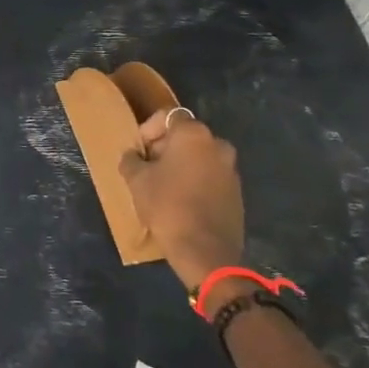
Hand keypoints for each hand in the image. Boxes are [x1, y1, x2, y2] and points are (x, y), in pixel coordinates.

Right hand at [119, 109, 245, 293]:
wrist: (205, 252)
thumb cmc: (167, 206)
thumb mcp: (136, 180)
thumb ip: (131, 160)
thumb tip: (133, 156)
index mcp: (194, 135)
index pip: (168, 116)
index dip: (149, 129)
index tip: (139, 150)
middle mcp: (218, 145)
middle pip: (186, 136)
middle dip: (165, 147)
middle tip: (147, 167)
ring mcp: (231, 170)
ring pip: (200, 157)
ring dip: (181, 165)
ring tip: (163, 186)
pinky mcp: (237, 193)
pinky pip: (211, 177)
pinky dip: (196, 181)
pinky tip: (181, 201)